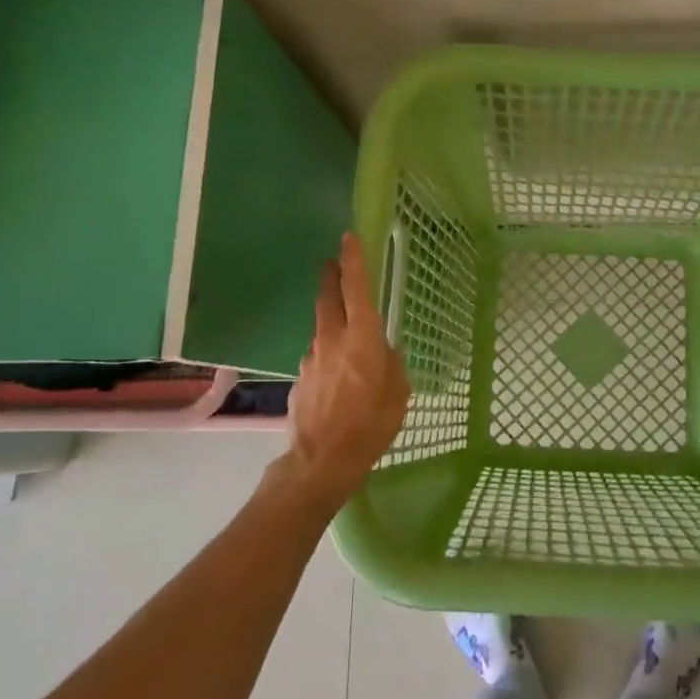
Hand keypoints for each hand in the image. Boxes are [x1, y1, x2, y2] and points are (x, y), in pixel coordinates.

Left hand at [283, 233, 410, 514]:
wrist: (321, 461)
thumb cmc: (371, 425)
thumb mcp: (399, 394)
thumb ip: (393, 365)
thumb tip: (385, 353)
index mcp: (362, 338)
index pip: (356, 288)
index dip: (353, 260)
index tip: (348, 237)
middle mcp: (332, 340)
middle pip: (328, 298)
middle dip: (330, 276)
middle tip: (332, 263)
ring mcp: (311, 359)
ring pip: (323, 330)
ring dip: (332, 323)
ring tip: (347, 340)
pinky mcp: (300, 379)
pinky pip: (318, 358)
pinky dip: (328, 358)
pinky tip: (337, 381)